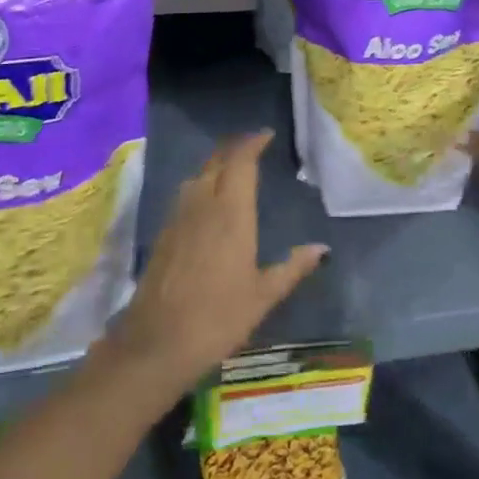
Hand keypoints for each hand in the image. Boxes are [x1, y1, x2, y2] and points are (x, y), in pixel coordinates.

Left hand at [108, 131, 326, 390]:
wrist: (156, 344)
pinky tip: (208, 200)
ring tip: (233, 168)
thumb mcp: (263, 296)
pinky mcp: (164, 233)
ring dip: (216, 164)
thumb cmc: (218, 318)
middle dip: (235, 148)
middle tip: (253, 145)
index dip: (253, 143)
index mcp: (231, 213)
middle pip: (217, 161)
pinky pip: (185, 194)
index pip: (241, 162)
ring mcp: (179, 217)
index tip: (267, 135)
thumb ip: (292, 267)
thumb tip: (321, 248)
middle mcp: (203, 205)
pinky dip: (201, 183)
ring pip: (198, 175)